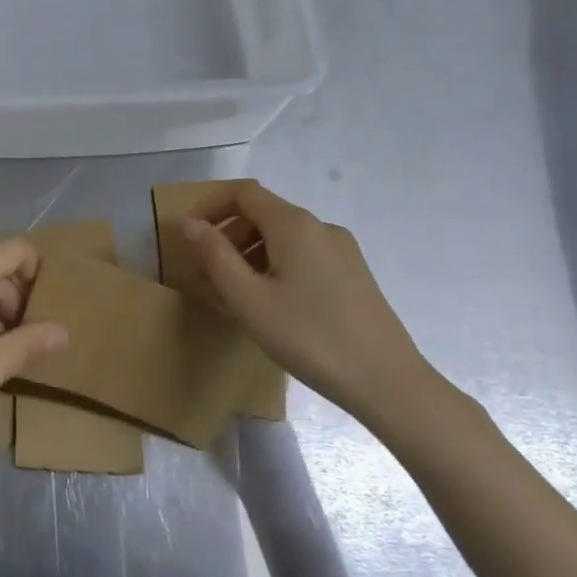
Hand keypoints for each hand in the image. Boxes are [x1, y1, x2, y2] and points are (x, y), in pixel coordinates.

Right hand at [183, 182, 441, 431]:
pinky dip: (275, 266)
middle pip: (263, 213)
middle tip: (205, 272)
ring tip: (232, 293)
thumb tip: (190, 223)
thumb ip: (215, 256)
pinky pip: (302, 255)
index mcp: (294, 225)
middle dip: (227, 235)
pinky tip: (270, 304)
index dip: (209, 205)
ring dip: (249, 253)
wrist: (389, 384)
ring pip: (282, 237)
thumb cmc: (310, 338)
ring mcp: (341, 250)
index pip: (242, 193)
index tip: (188, 234)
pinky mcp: (353, 274)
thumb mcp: (250, 300)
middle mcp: (320, 227)